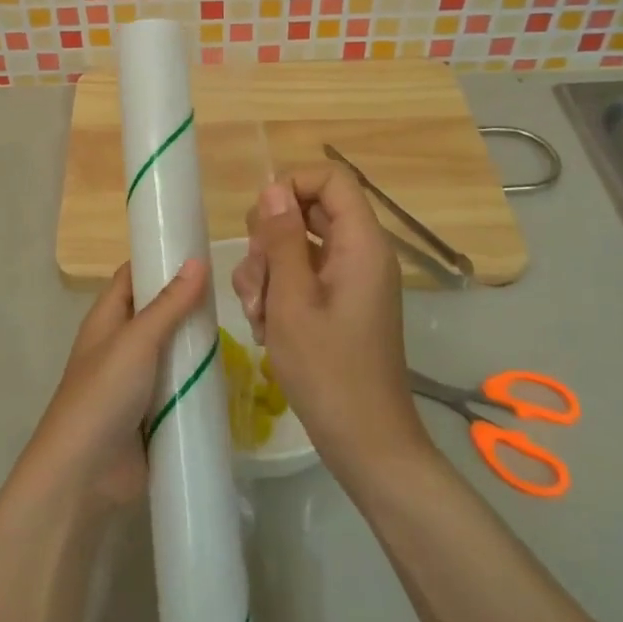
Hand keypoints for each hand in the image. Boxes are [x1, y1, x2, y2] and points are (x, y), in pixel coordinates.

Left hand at [15, 260, 209, 513]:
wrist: (84, 475)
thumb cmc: (102, 394)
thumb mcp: (136, 341)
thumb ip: (168, 305)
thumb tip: (197, 261)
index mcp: (107, 320)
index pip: (132, 276)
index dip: (158, 259)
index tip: (198, 248)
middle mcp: (121, 345)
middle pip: (157, 313)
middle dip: (189, 304)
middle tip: (233, 292)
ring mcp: (138, 382)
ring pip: (174, 352)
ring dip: (199, 345)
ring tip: (243, 328)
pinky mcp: (154, 415)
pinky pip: (181, 389)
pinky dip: (201, 382)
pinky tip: (233, 376)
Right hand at [232, 167, 429, 478]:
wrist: (365, 442)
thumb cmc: (328, 370)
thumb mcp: (292, 300)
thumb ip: (281, 239)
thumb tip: (274, 189)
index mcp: (361, 245)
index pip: (331, 179)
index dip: (292, 185)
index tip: (263, 222)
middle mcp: (359, 254)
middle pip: (307, 212)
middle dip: (268, 240)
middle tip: (257, 279)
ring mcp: (348, 281)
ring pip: (295, 246)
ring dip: (266, 272)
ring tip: (258, 315)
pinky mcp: (337, 304)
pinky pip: (301, 277)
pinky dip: (277, 294)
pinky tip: (265, 328)